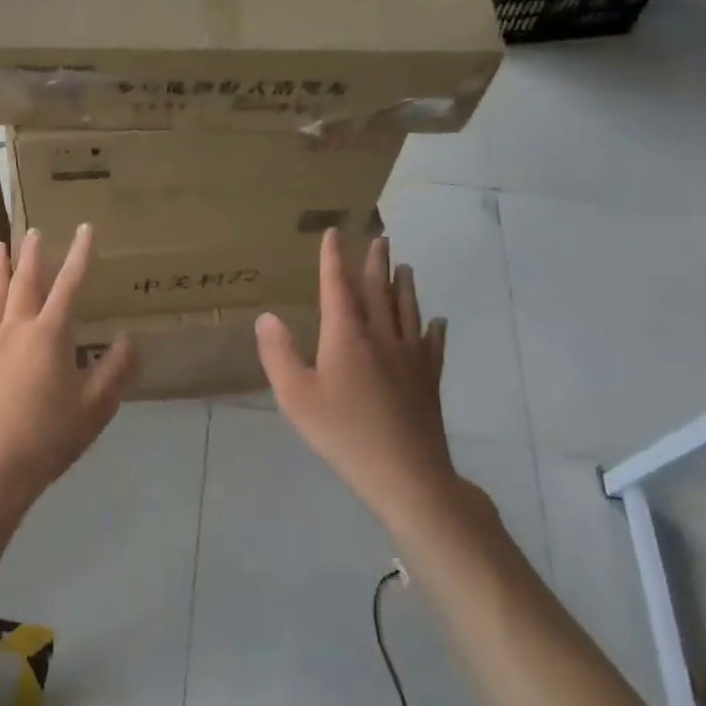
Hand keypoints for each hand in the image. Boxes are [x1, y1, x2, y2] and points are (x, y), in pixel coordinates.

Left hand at [0, 224, 135, 520]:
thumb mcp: (95, 407)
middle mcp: (16, 329)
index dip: (79, 255)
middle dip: (33, 255)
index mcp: (49, 334)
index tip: (85, 229)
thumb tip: (127, 340)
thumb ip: (115, 370)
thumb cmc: (48, 437)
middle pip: (25, 283)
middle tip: (34, 231)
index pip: (69, 285)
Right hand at [256, 231, 462, 526]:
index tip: (335, 233)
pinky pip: (433, 344)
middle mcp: (381, 336)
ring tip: (405, 266)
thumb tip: (268, 316)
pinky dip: (434, 328)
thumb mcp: (296, 396)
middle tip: (380, 237)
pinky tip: (438, 322)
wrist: (405, 473)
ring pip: (408, 311)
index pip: (337, 286)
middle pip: (378, 291)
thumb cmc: (343, 432)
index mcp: (346, 335)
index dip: (334, 258)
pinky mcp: (429, 379)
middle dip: (375, 262)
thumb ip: (279, 353)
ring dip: (405, 286)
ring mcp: (410, 357)